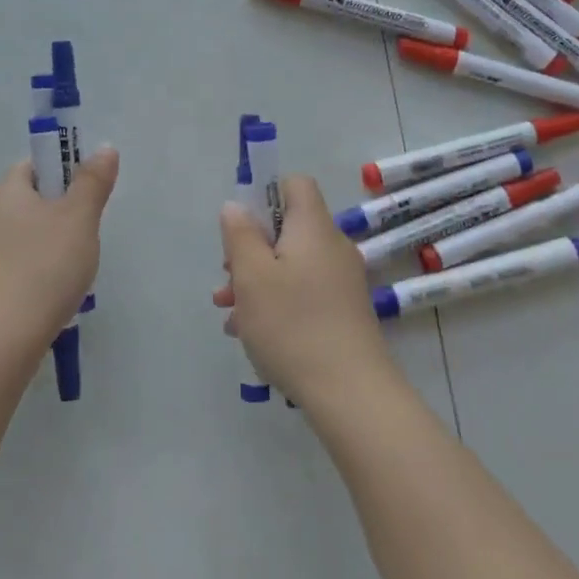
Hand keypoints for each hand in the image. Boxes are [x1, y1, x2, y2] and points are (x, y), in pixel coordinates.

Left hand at [0, 147, 117, 350]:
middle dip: (54, 216)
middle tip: (83, 238)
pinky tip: (46, 299)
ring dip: (41, 248)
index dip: (61, 175)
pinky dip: (27, 276)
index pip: (32, 167)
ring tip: (68, 275)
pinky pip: (6, 269)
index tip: (84, 199)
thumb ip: (93, 182)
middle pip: (24, 203)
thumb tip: (104, 148)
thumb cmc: (43, 268)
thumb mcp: (80, 219)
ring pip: (16, 239)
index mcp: (4, 192)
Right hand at [214, 174, 398, 406]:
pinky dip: (278, 303)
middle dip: (251, 250)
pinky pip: (304, 292)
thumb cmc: (293, 324)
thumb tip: (237, 206)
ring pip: (291, 266)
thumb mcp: (252, 275)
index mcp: (313, 227)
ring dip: (258, 282)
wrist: (351, 393)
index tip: (242, 227)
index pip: (295, 185)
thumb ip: (239, 234)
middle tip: (228, 280)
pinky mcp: (344, 313)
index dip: (265, 195)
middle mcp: (332, 247)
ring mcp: (342, 282)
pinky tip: (253, 334)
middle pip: (287, 230)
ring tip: (230, 314)